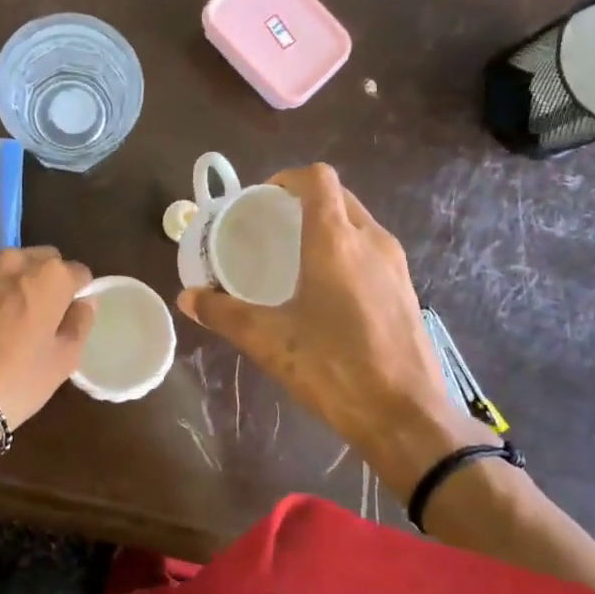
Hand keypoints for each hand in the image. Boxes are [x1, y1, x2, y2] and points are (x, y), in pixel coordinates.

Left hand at [0, 247, 94, 435]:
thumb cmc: (17, 380)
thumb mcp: (64, 359)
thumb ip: (80, 323)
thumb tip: (83, 304)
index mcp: (49, 275)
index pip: (78, 273)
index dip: (78, 295)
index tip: (71, 319)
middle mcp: (13, 262)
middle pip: (42, 261)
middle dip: (47, 282)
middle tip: (42, 319)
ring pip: (8, 271)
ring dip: (14, 287)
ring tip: (8, 325)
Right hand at [178, 164, 495, 496]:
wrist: (406, 415)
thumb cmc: (334, 368)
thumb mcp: (269, 341)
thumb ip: (224, 314)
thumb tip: (187, 298)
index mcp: (335, 241)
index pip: (317, 179)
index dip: (288, 179)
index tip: (262, 200)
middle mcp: (371, 241)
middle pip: (339, 197)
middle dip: (305, 201)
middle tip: (272, 227)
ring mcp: (395, 265)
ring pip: (359, 223)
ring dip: (328, 226)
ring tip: (296, 256)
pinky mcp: (407, 289)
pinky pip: (373, 251)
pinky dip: (347, 251)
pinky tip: (327, 290)